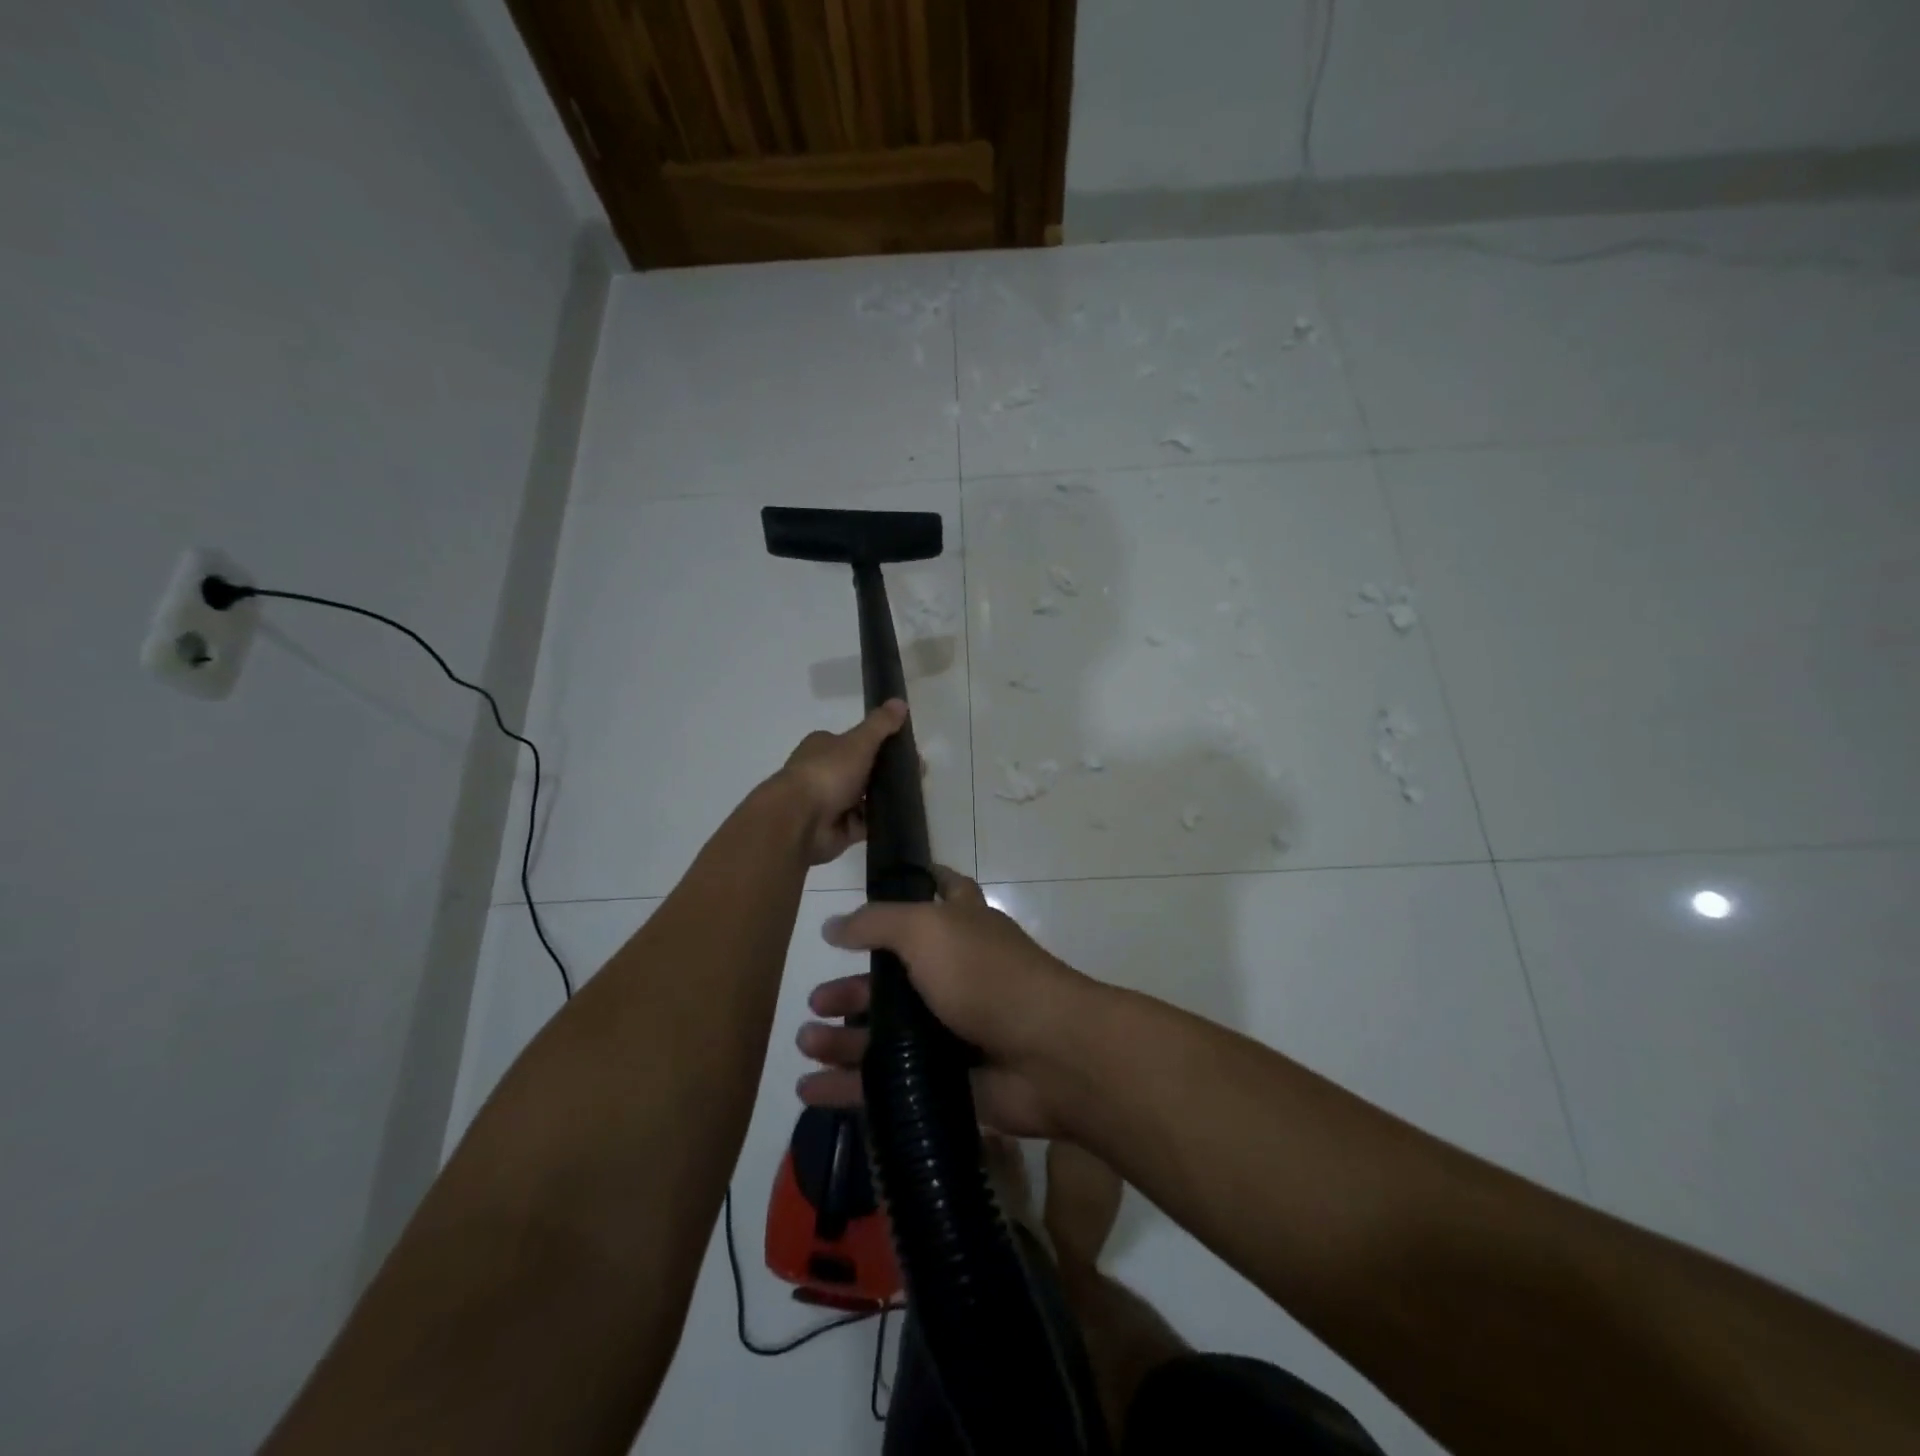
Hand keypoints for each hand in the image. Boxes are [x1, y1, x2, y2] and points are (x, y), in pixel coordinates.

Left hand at [773, 699, 907, 864]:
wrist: (800, 820)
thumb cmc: (827, 773)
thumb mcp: (858, 742)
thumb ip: (881, 724)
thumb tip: (901, 701)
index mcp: (824, 747)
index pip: (855, 742)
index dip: (880, 744)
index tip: (906, 750)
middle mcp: (824, 773)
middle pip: (862, 771)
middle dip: (886, 773)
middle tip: (916, 775)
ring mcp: (830, 804)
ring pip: (865, 799)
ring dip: (884, 798)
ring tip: (914, 796)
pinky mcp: (838, 830)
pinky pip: (865, 824)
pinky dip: (880, 822)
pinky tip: (901, 817)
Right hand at [795, 867, 1091, 1137]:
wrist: (1048, 1056)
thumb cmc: (987, 976)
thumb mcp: (928, 930)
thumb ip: (878, 923)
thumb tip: (834, 925)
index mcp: (962, 927)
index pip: (939, 892)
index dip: (911, 887)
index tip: (872, 894)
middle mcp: (958, 974)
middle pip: (895, 978)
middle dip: (853, 988)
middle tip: (815, 1002)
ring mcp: (953, 1030)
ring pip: (886, 1034)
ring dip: (843, 1038)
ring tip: (805, 1044)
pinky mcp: (946, 1081)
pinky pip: (888, 1084)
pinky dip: (849, 1087)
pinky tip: (811, 1089)